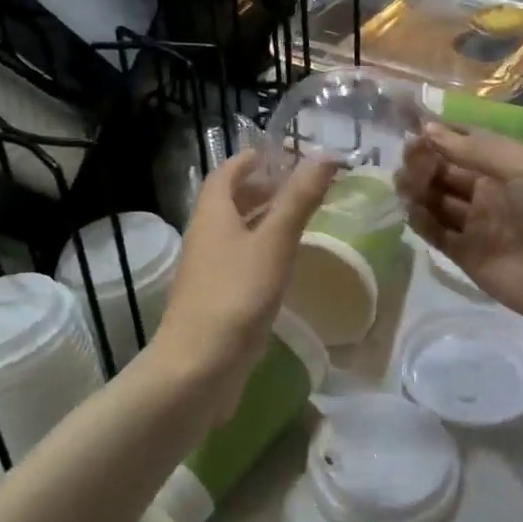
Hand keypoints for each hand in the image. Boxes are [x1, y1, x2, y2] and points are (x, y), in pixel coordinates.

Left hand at [150, 152, 338, 384]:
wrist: (198, 366)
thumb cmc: (236, 296)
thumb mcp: (273, 243)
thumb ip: (298, 201)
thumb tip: (324, 155)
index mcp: (211, 216)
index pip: (224, 175)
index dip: (247, 161)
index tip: (274, 154)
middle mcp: (203, 238)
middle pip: (226, 203)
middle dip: (257, 190)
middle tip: (293, 187)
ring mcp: (206, 272)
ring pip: (232, 235)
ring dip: (258, 222)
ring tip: (294, 222)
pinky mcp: (213, 300)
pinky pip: (236, 264)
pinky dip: (257, 253)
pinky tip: (280, 267)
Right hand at [398, 123, 522, 336]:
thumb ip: (476, 149)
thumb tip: (428, 129)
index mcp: (505, 167)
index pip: (461, 146)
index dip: (437, 138)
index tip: (413, 132)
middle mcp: (487, 193)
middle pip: (443, 173)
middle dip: (423, 163)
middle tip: (408, 161)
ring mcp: (475, 225)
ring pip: (435, 202)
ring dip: (417, 189)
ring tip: (404, 184)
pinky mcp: (466, 256)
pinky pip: (435, 234)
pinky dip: (420, 221)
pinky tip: (411, 210)